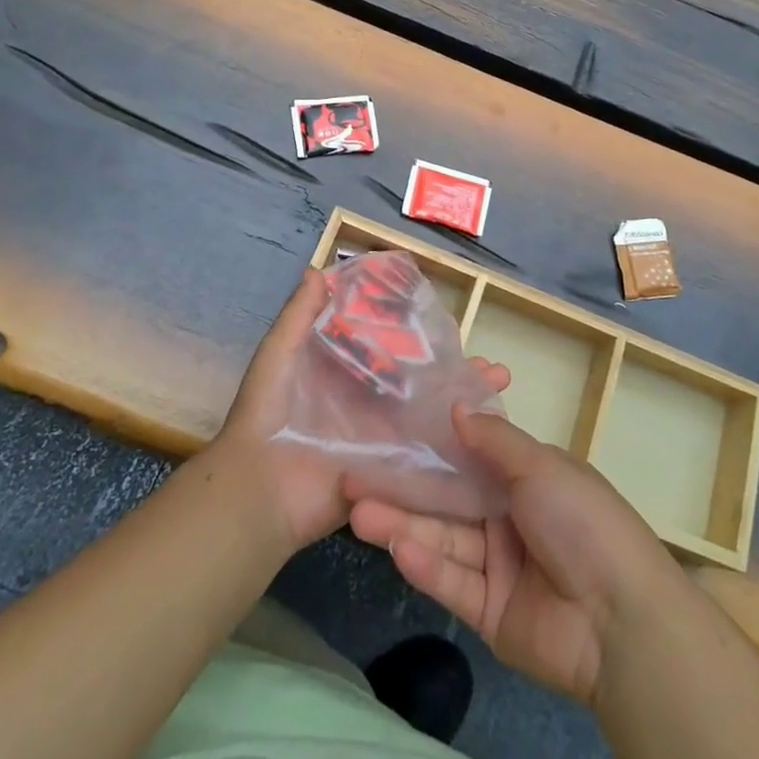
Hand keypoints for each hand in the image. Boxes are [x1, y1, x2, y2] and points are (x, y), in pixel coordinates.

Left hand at [211, 267, 510, 556]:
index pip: (389, 348)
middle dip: (453, 371)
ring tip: (498, 386)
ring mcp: (381, 438)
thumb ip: (298, 316)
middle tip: (490, 362)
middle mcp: (368, 403)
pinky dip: (454, 443)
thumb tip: (318, 269)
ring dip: (463, 403)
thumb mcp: (278, 355)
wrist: (260, 489)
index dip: (418, 335)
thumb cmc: (268, 414)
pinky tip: (488, 431)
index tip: (449, 319)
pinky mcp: (388, 470)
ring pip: (429, 414)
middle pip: (419, 382)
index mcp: (344, 374)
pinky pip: (423, 454)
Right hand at [348, 405, 679, 704]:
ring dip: (403, 525)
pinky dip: (426, 565)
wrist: (621, 620)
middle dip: (404, 489)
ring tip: (357, 513)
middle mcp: (508, 517)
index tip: (389, 433)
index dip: (431, 447)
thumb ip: (494, 439)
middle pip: (447, 500)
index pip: (470, 457)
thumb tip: (456, 406)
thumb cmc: (582, 521)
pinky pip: (452, 582)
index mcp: (527, 478)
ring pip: (442, 539)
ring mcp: (498, 567)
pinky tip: (397, 548)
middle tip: (354, 478)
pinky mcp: (489, 612)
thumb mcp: (541, 466)